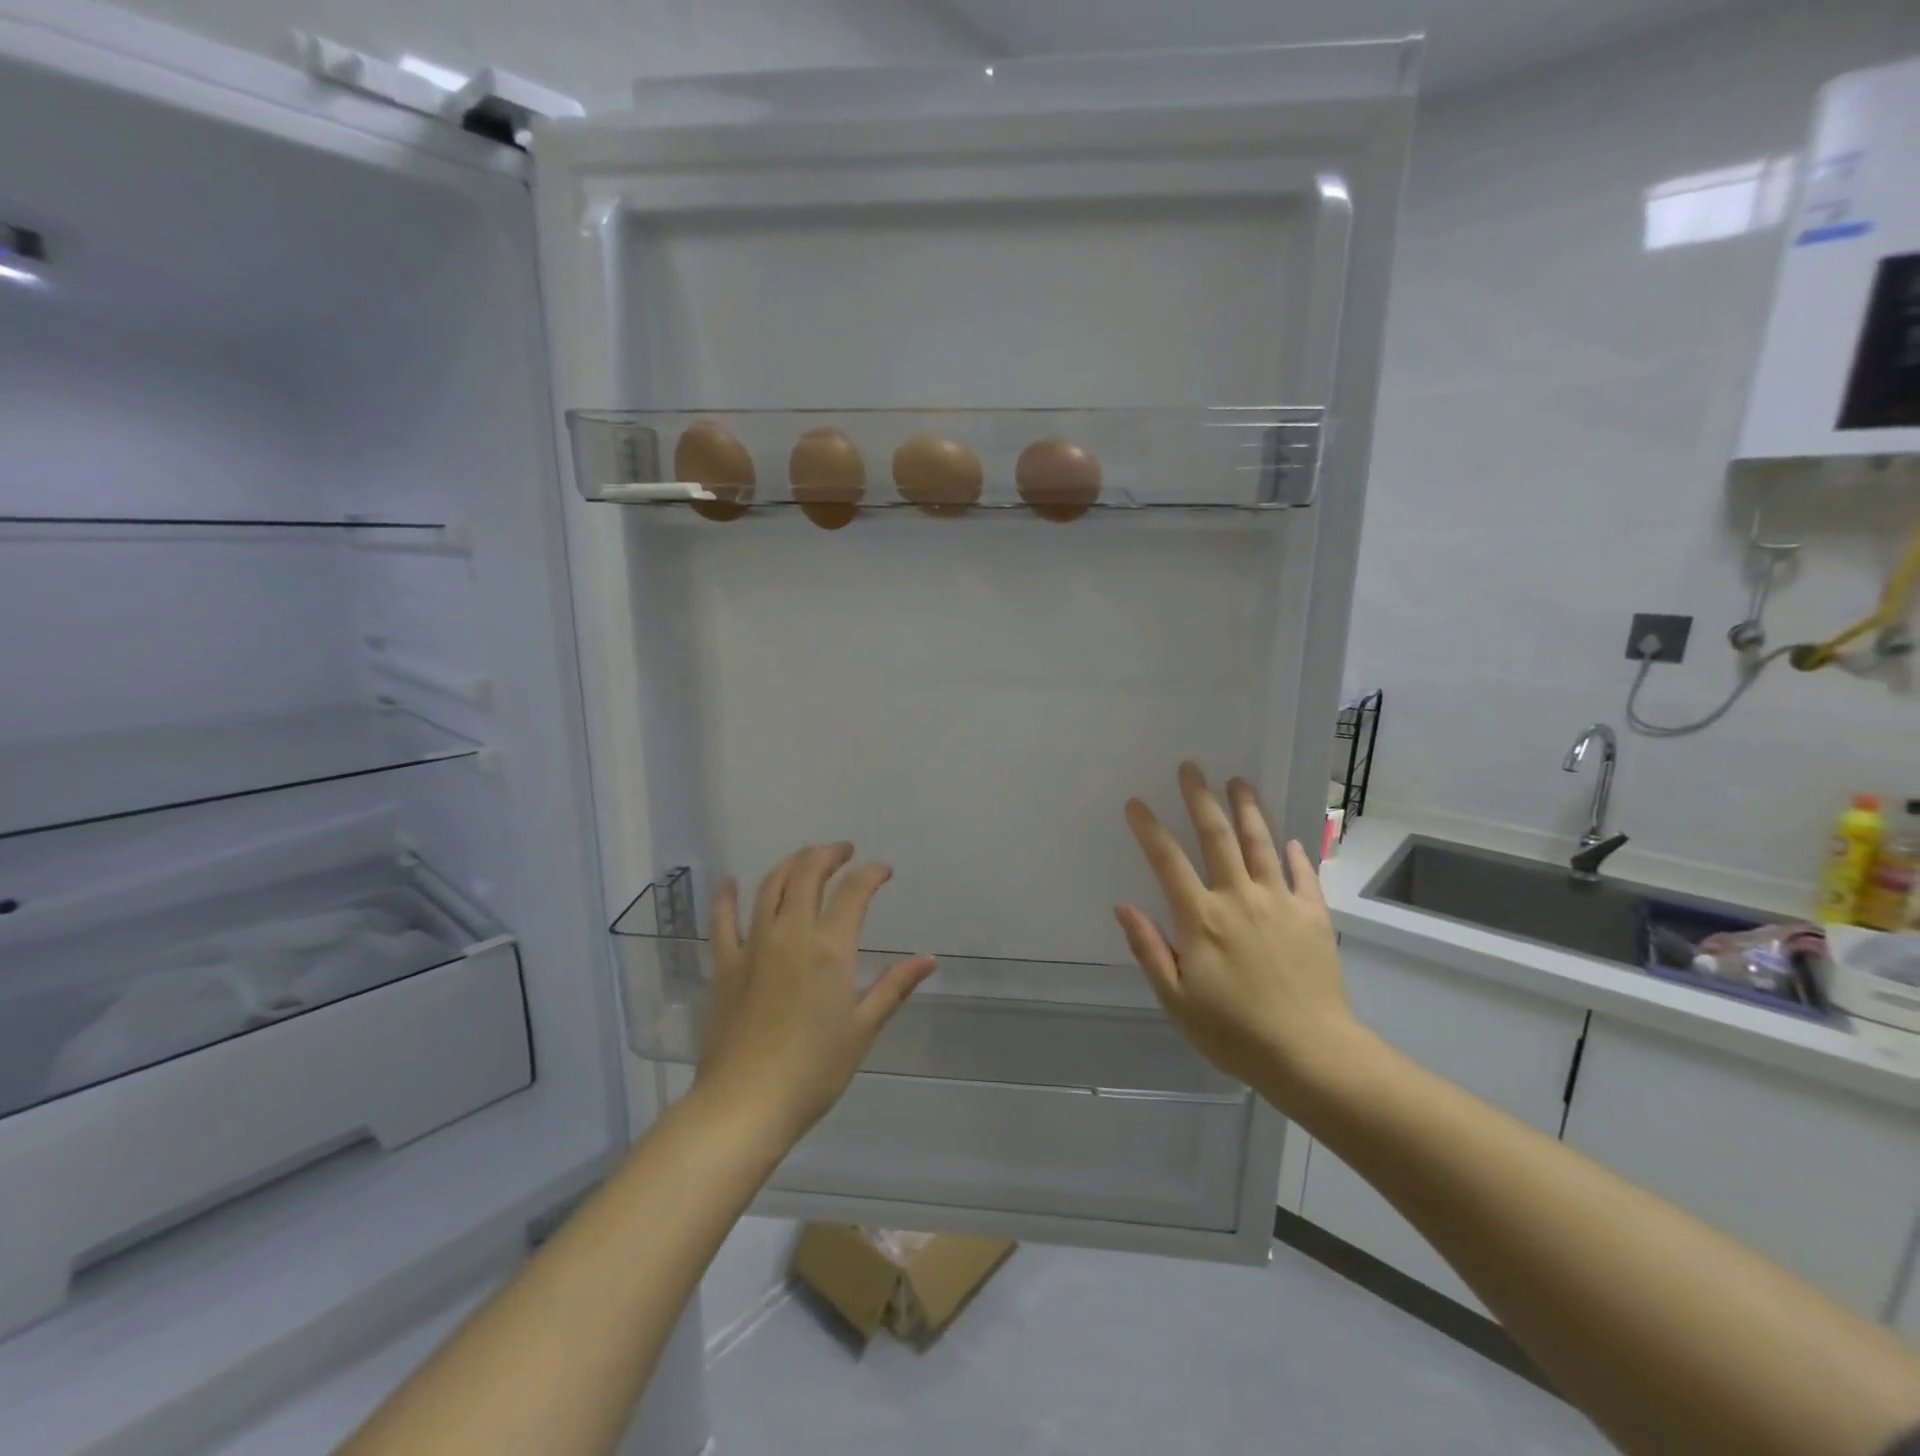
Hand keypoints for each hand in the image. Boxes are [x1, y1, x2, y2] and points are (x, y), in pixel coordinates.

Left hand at [696, 843, 935, 1146]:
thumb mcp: (862, 1029)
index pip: (854, 891)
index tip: (884, 871)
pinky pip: (723, 921)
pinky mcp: (724, 965)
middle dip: (828, 854)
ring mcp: (753, 946)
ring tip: (805, 859)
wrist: (745, 1104)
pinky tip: (730, 884)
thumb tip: (929, 960)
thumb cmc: (813, 1071)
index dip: (871, 873)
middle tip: (843, 852)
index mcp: (831, 948)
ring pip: (770, 886)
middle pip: (808, 874)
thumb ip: (894, 988)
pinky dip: (727, 898)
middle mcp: (791, 933)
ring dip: (790, 864)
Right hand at [1115, 762, 1359, 1108]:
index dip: (1149, 829)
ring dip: (1247, 810)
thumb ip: (1149, 949)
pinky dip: (1295, 854)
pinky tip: (1290, 839)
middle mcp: (1238, 898)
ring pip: (1261, 844)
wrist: (1310, 1054)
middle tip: (1192, 768)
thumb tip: (1123, 906)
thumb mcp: (1176, 999)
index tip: (1136, 803)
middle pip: (1217, 837)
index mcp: (1201, 918)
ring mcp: (1280, 903)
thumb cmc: (1233, 1032)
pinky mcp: (1313, 916)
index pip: (1168, 861)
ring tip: (1238, 782)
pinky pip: (1303, 875)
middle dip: (1201, 799)